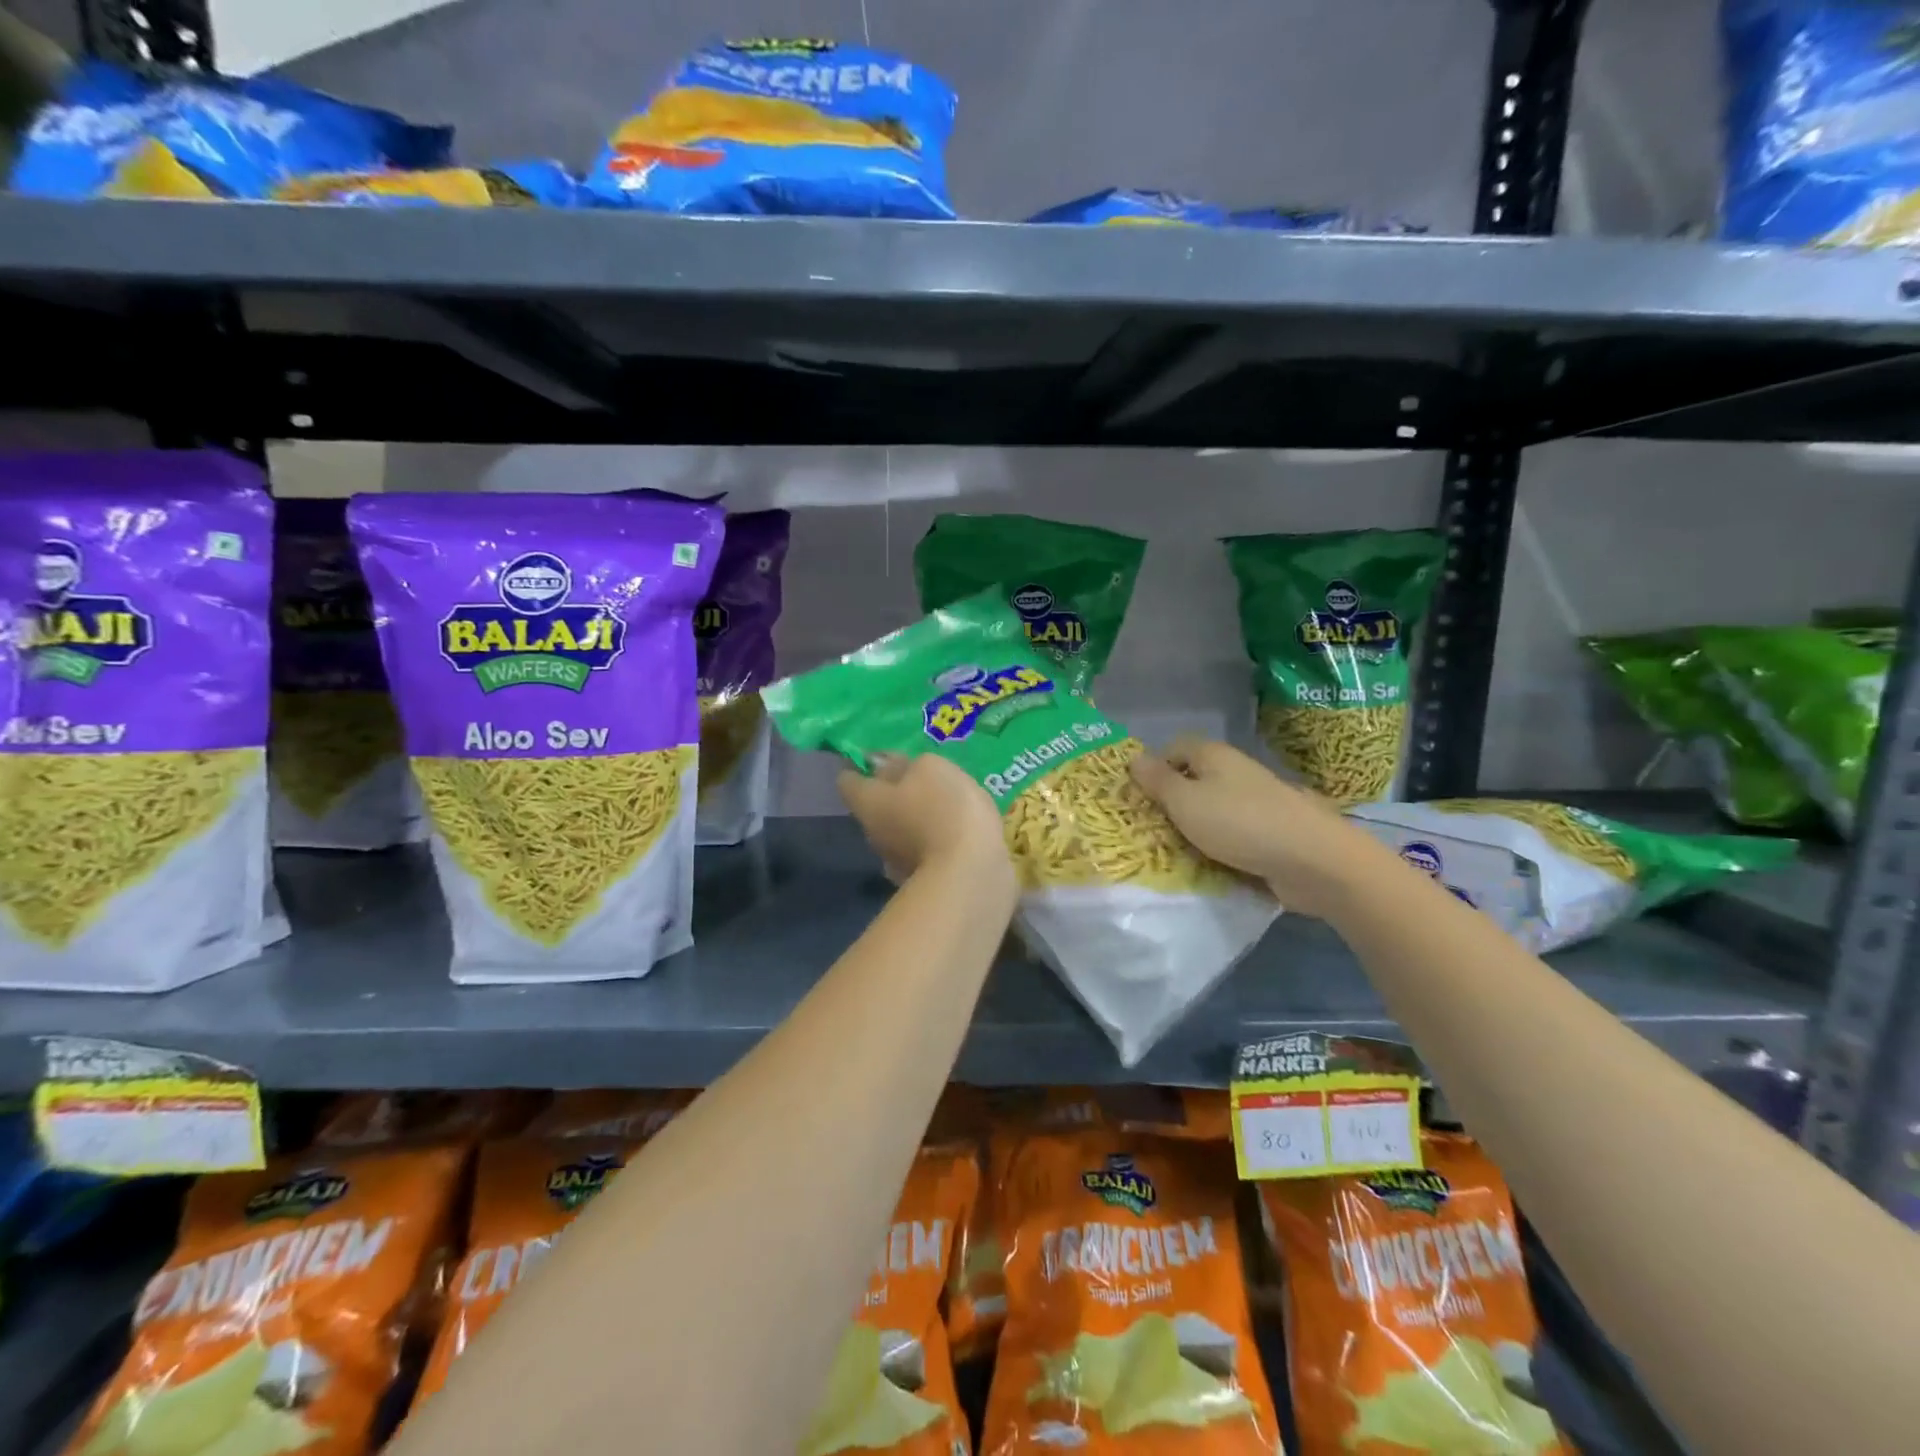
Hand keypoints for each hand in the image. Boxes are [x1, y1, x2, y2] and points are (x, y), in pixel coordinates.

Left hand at [839, 753, 1013, 894]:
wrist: (971, 877)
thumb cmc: (945, 810)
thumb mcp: (930, 769)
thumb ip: (904, 763)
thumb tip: (880, 763)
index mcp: (867, 802)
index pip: (847, 779)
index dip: (859, 765)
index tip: (879, 757)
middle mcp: (872, 833)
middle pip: (874, 805)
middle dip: (892, 791)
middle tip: (918, 776)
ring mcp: (894, 861)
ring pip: (898, 829)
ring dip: (914, 817)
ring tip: (943, 804)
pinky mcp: (920, 880)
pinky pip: (920, 850)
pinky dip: (932, 840)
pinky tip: (955, 833)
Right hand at [1129, 736, 1394, 919]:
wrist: (1313, 860)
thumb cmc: (1239, 823)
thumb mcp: (1185, 801)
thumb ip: (1157, 781)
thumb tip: (1134, 758)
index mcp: (1214, 755)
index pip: (1175, 747)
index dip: (1155, 768)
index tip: (1139, 798)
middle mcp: (1235, 772)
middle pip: (1193, 780)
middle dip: (1172, 803)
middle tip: (1150, 830)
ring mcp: (1256, 802)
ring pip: (1213, 809)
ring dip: (1195, 829)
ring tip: (1175, 853)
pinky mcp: (1271, 832)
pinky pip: (1234, 834)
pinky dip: (1220, 847)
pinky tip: (1209, 866)